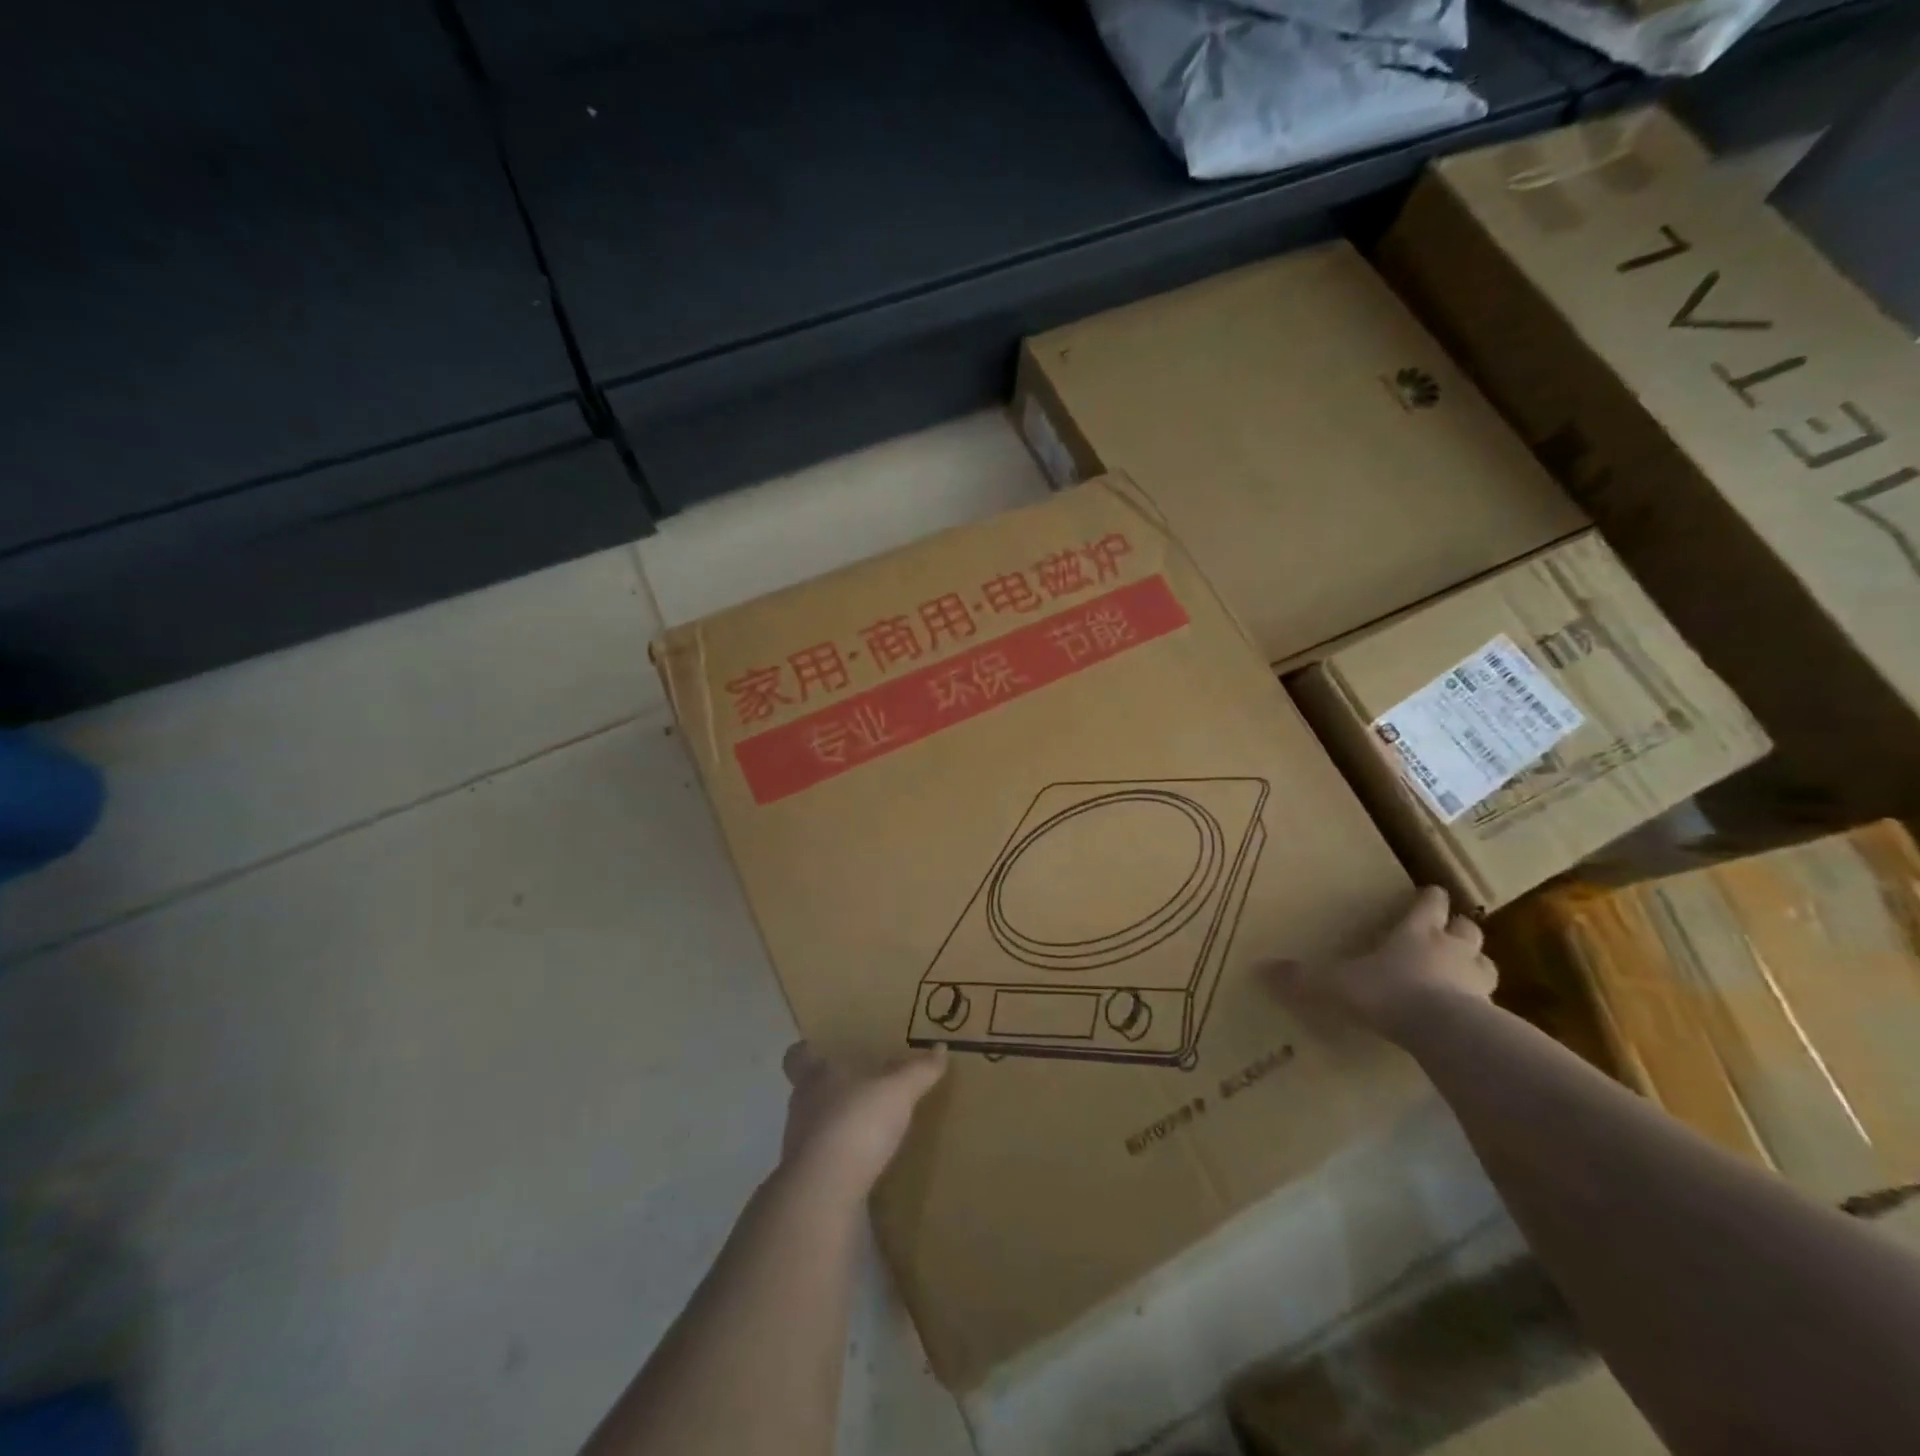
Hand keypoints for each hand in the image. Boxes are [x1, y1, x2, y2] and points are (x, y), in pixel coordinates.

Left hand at [778, 1043, 946, 1199]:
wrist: (824, 1192)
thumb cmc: (856, 1123)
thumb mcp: (897, 1091)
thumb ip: (918, 1071)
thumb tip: (940, 1048)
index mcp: (815, 1076)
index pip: (797, 1056)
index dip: (807, 1052)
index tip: (822, 1050)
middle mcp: (801, 1106)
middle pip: (808, 1090)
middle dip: (832, 1088)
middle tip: (860, 1085)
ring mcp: (800, 1145)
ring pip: (816, 1124)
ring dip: (837, 1124)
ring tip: (868, 1125)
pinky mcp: (807, 1180)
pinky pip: (825, 1160)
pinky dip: (841, 1158)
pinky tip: (865, 1162)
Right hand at [1268, 886, 1495, 1041]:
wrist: (1444, 1031)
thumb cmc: (1389, 992)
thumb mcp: (1336, 984)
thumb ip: (1303, 978)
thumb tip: (1260, 969)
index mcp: (1416, 932)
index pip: (1430, 903)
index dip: (1429, 897)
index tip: (1429, 893)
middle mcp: (1451, 949)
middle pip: (1468, 929)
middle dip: (1459, 928)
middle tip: (1448, 933)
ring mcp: (1477, 982)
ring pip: (1486, 963)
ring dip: (1476, 963)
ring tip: (1463, 972)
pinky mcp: (1493, 1014)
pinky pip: (1492, 1004)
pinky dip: (1483, 1004)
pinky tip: (1470, 1015)